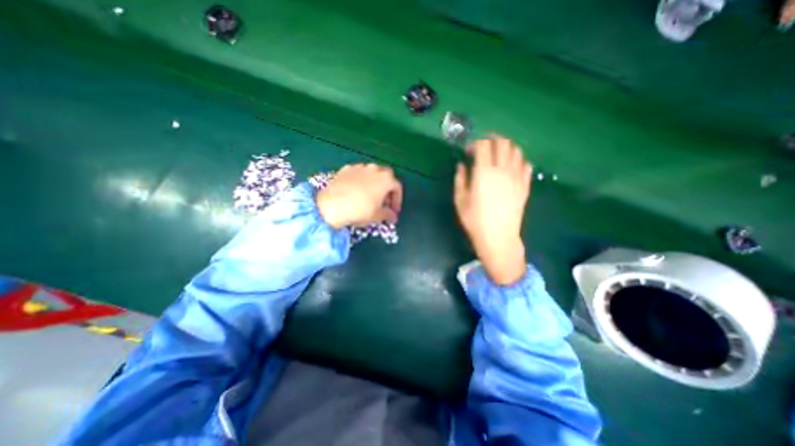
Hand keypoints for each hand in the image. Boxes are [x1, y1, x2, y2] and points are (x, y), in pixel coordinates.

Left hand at [318, 162, 403, 229]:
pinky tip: (355, 190)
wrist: (332, 205)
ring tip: (369, 195)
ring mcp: (359, 167)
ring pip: (372, 172)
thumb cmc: (360, 210)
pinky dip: (360, 180)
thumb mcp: (377, 216)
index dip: (397, 200)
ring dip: (374, 182)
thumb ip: (388, 215)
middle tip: (383, 201)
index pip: (397, 187)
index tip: (393, 210)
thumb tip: (393, 217)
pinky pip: (358, 173)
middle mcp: (375, 169)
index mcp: (386, 179)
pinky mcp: (346, 169)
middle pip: (386, 176)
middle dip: (387, 187)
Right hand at [457, 135, 529, 285]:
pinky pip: (526, 164)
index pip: (483, 145)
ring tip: (497, 154)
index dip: (475, 143)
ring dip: (506, 147)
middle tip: (484, 146)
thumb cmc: (475, 220)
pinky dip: (518, 160)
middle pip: (502, 142)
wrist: (498, 237)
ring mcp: (517, 177)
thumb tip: (461, 165)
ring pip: (516, 150)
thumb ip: (460, 179)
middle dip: (492, 139)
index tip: (469, 150)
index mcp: (484, 173)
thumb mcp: (460, 200)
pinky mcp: (525, 185)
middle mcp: (502, 170)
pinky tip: (511, 166)